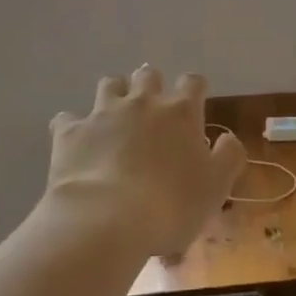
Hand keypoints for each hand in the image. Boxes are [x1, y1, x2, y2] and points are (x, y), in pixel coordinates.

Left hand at [46, 66, 247, 257]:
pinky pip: (67, 118)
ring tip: (114, 116)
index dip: (194, 89)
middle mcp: (142, 102)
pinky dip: (73, 126)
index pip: (193, 82)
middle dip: (151, 85)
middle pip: (148, 75)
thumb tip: (227, 138)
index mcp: (181, 112)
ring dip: (113, 94)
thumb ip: (229, 156)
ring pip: (109, 84)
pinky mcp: (70, 132)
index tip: (195, 103)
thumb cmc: (171, 204)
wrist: (106, 220)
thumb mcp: (217, 186)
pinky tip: (75, 142)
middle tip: (152, 109)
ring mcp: (103, 114)